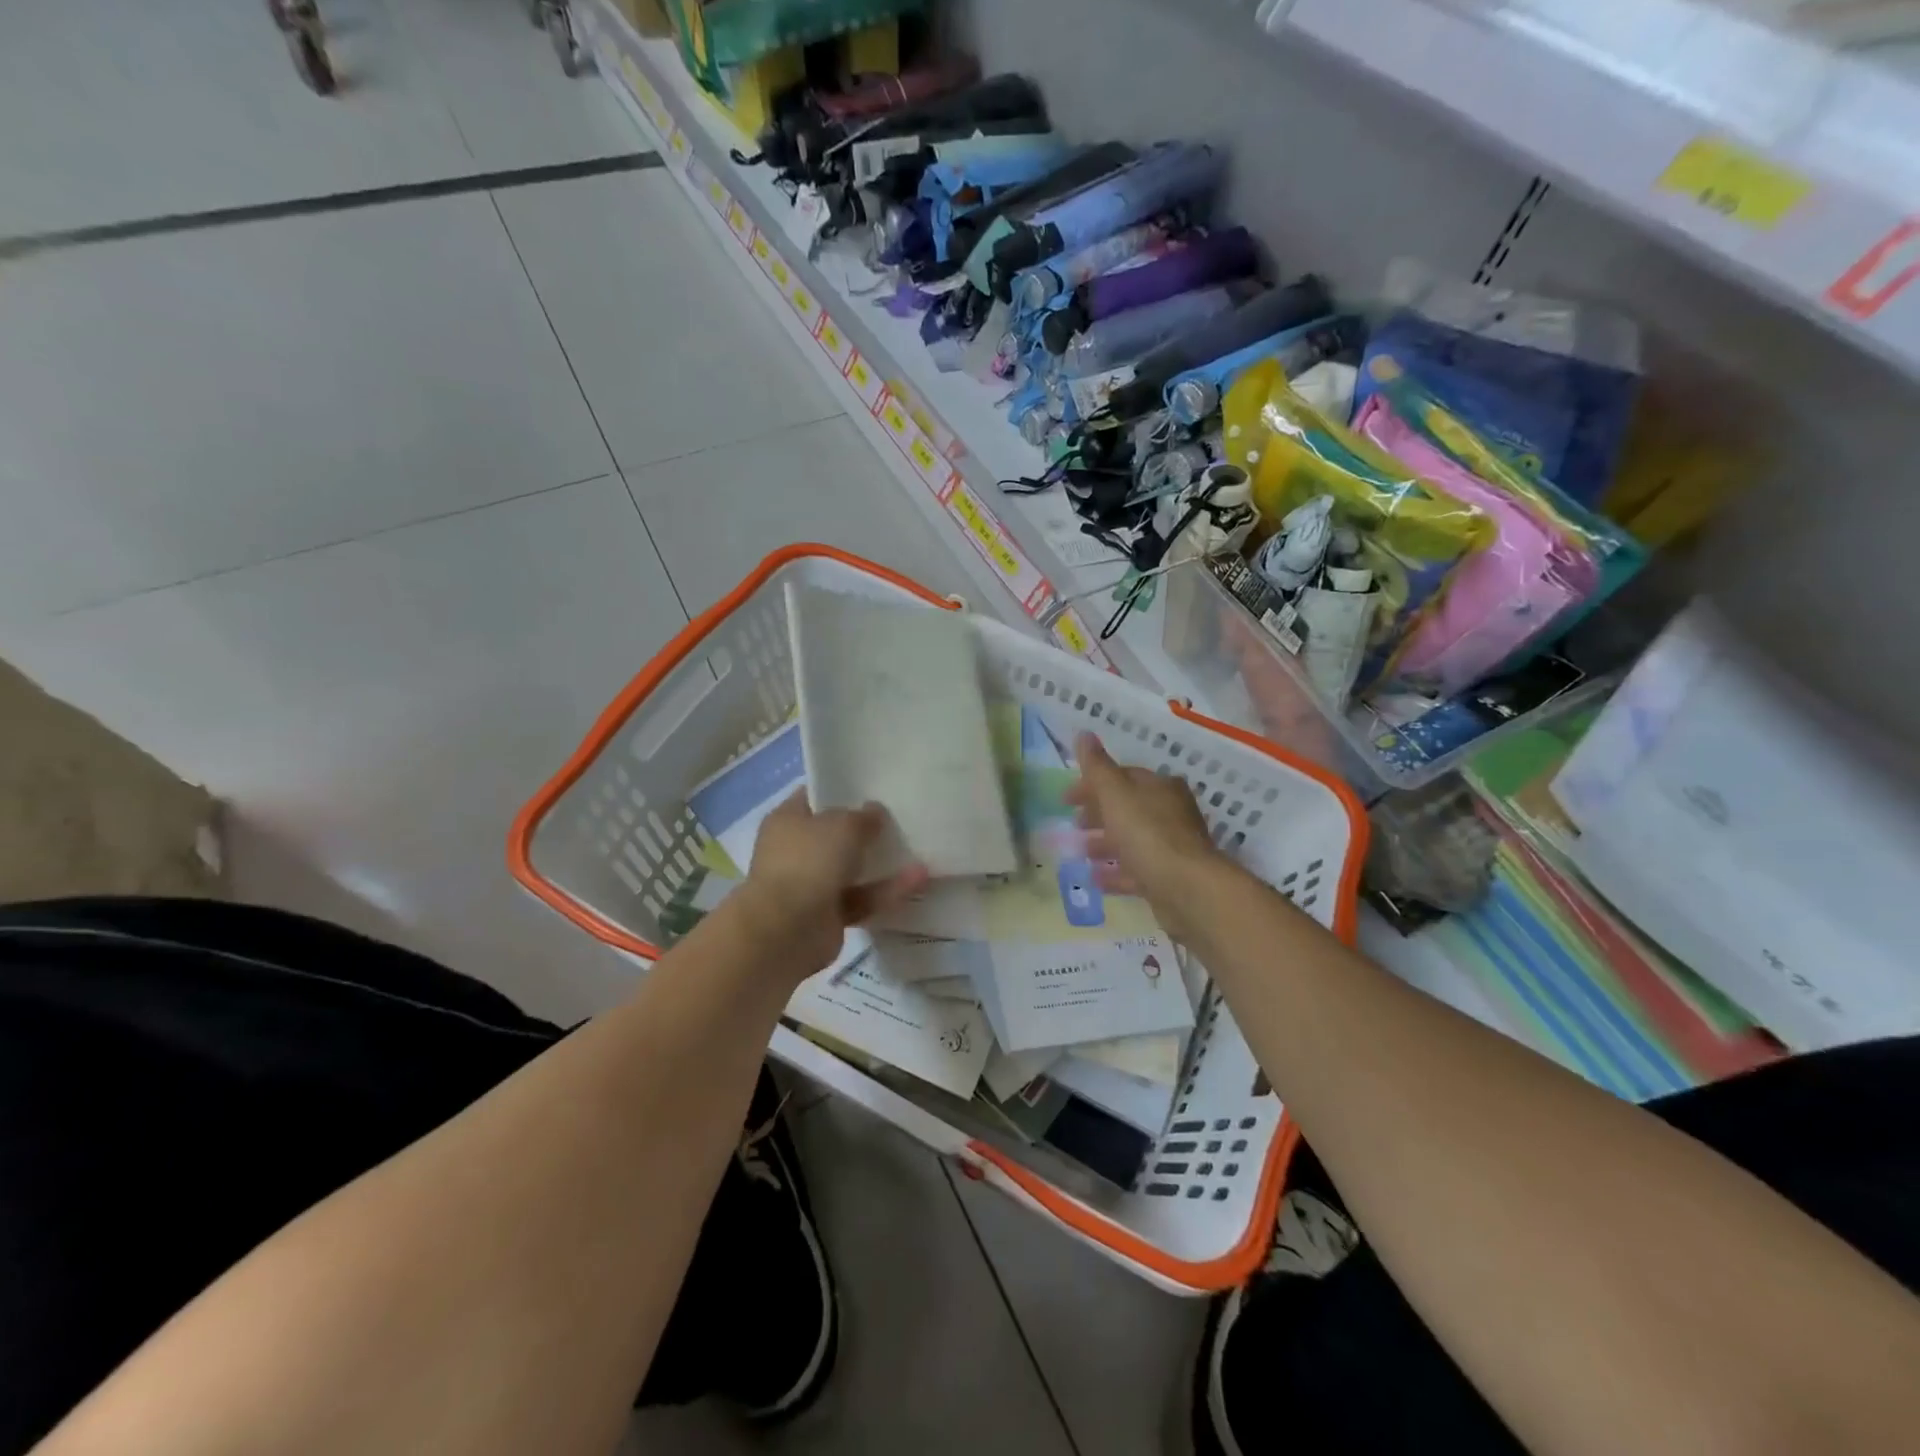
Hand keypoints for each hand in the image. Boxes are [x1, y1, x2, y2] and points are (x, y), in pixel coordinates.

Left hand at [736, 793, 927, 977]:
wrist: (786, 931)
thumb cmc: (808, 862)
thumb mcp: (843, 825)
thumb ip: (864, 817)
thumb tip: (875, 812)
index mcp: (788, 820)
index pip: (815, 796)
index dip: (843, 790)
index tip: (875, 787)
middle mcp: (796, 850)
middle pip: (836, 834)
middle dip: (867, 830)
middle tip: (902, 818)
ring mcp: (811, 884)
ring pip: (852, 869)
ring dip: (883, 863)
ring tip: (920, 850)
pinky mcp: (828, 915)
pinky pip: (862, 898)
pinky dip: (886, 891)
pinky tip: (919, 880)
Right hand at [1065, 733, 1227, 936]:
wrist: (1187, 889)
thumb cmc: (1148, 834)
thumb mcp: (1115, 794)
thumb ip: (1097, 767)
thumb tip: (1083, 734)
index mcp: (1160, 787)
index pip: (1122, 777)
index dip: (1092, 784)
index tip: (1066, 799)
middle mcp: (1170, 813)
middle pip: (1128, 808)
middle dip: (1099, 814)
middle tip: (1074, 824)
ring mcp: (1171, 847)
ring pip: (1132, 840)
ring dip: (1106, 844)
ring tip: (1082, 852)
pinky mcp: (1169, 878)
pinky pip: (1136, 871)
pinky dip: (1116, 872)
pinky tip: (1096, 879)